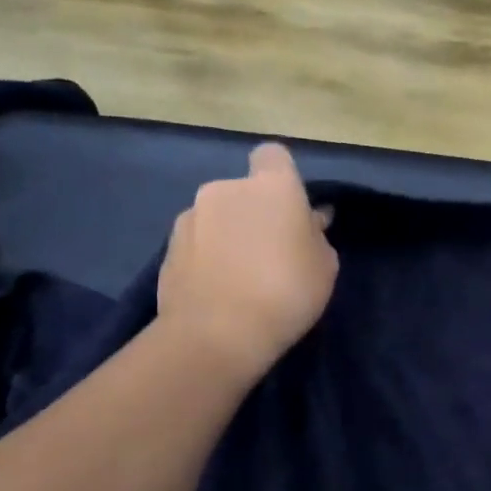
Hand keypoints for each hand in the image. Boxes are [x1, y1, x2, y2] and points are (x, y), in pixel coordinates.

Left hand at [156, 143, 338, 377]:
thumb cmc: (286, 291)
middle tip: (272, 251)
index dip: (282, 175)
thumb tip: (308, 221)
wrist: (215, 336)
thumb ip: (315, 235)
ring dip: (229, 234)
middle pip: (244, 191)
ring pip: (218, 217)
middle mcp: (225, 190)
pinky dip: (208, 257)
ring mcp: (190, 218)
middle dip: (255, 212)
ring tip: (242, 276)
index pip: (273, 155)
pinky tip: (219, 290)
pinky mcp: (166, 249)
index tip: (292, 207)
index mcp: (271, 186)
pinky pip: (197, 243)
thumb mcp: (324, 265)